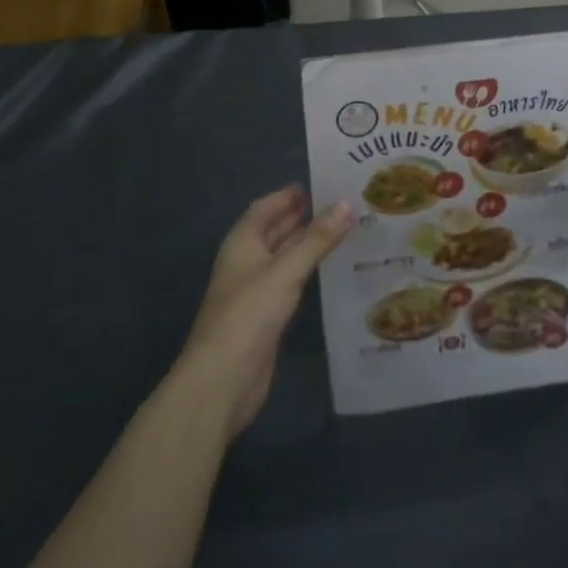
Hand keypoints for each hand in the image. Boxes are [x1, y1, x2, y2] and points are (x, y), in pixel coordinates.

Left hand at [172, 186, 351, 440]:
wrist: (220, 384)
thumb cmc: (248, 316)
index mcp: (242, 243)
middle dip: (302, 217)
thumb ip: (316, 239)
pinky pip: (289, 284)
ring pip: (284, 258)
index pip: (265, 208)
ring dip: (307, 245)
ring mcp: (254, 292)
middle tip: (341, 204)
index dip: (288, 195)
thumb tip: (347, 203)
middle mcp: (246, 262)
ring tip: (343, 231)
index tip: (321, 183)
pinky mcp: (265, 319)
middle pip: (275, 231)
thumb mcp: (285, 272)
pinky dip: (307, 272)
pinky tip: (329, 271)